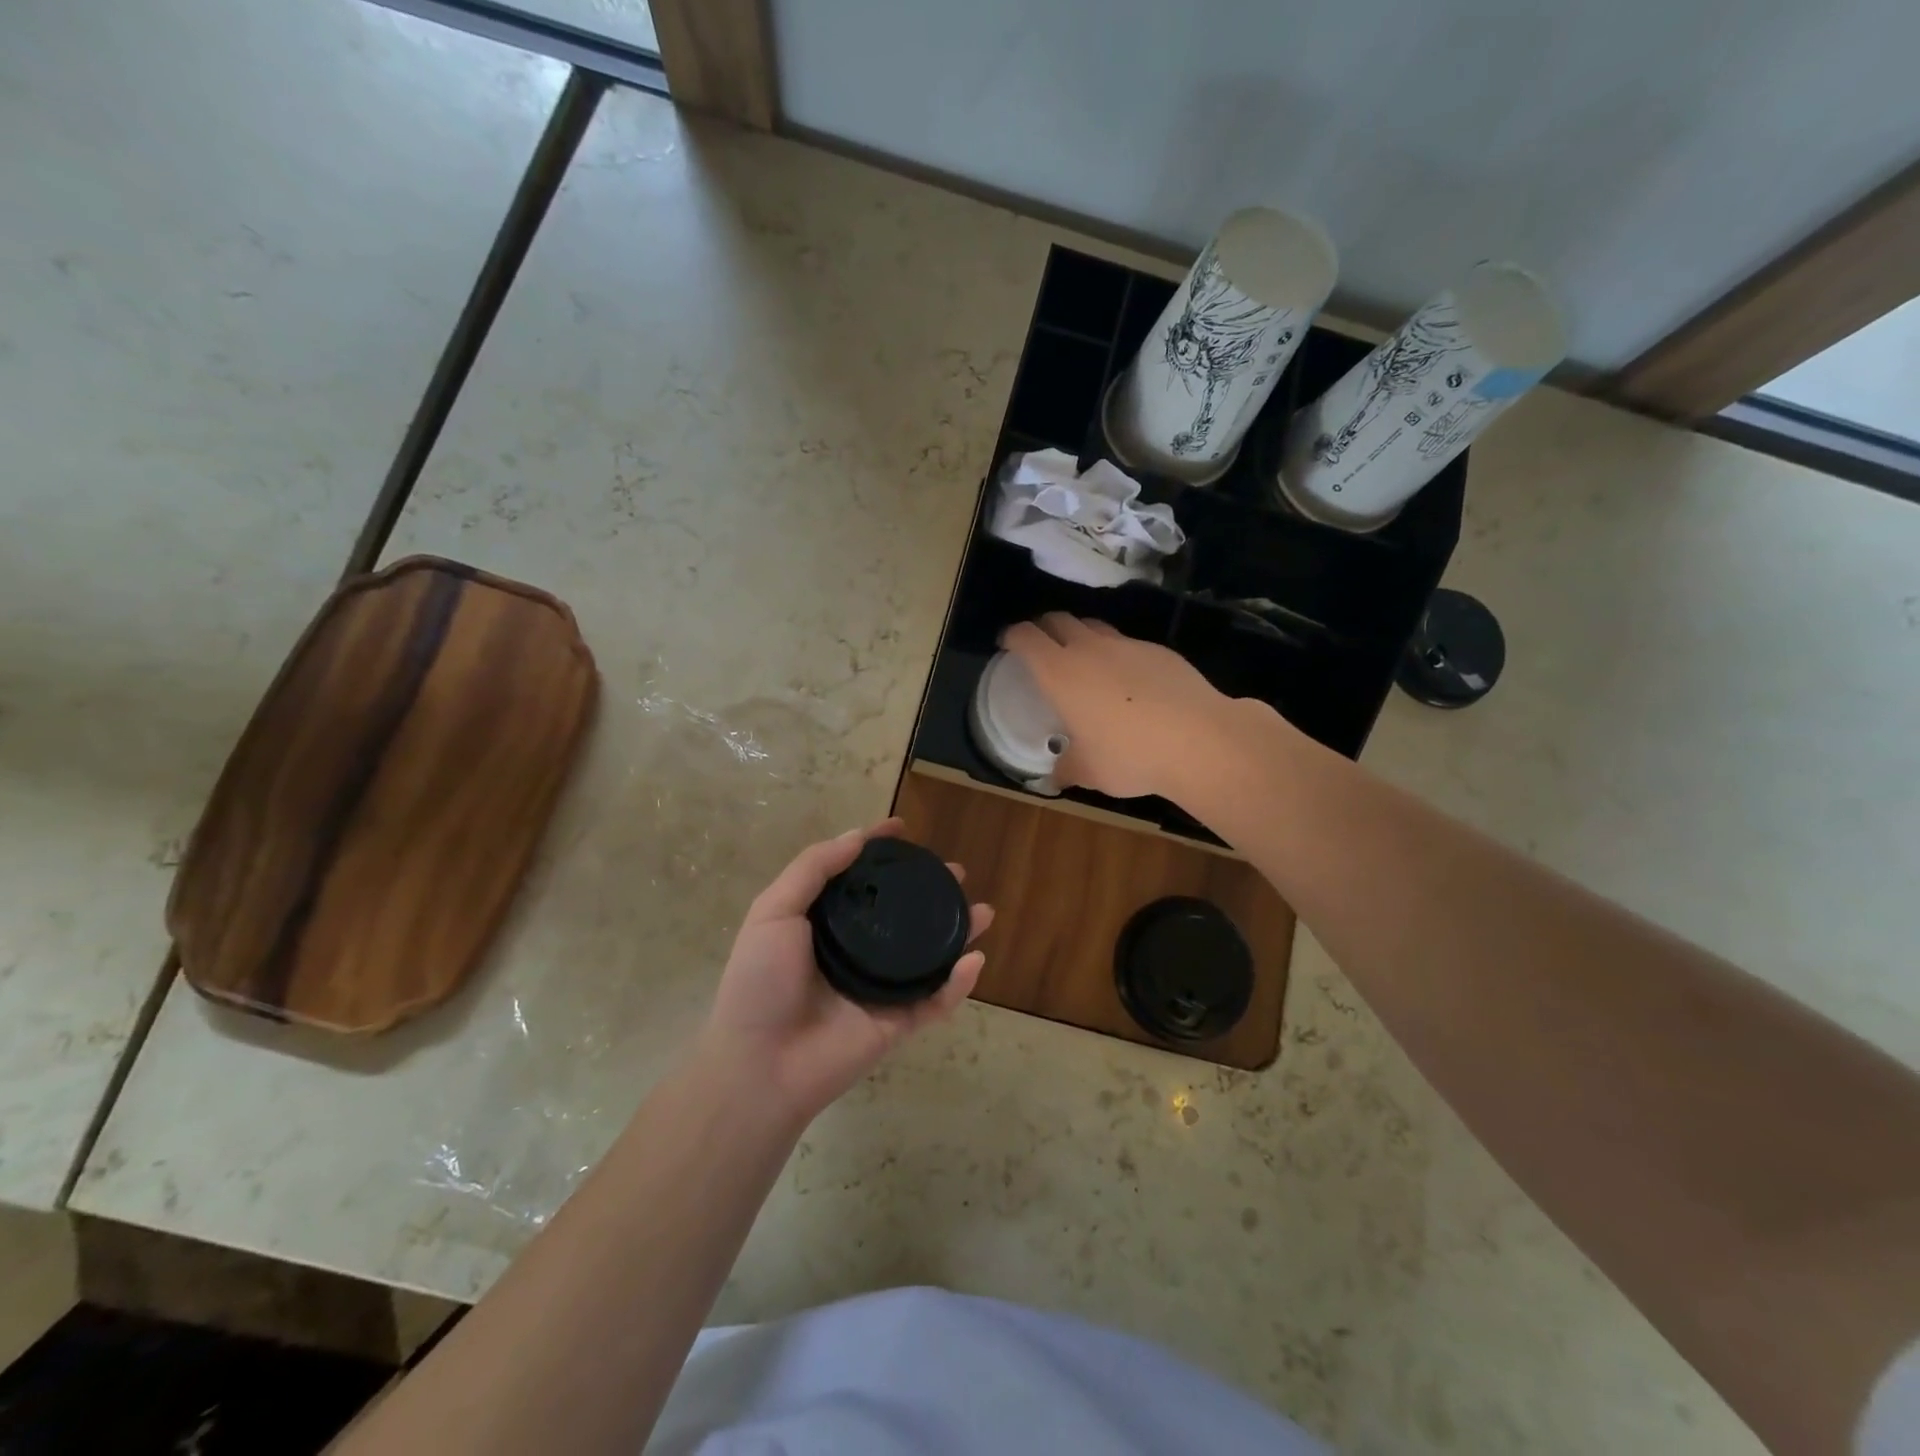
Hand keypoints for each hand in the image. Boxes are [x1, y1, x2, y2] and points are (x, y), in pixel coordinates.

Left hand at [699, 819, 991, 1123]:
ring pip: (928, 955)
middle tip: (954, 873)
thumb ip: (813, 869)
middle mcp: (855, 950)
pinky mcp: (896, 1023)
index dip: (879, 852)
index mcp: (825, 924)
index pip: (859, 879)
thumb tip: (857, 836)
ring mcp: (879, 988)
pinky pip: (935, 1001)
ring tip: (982, 911)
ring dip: (957, 932)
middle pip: (902, 914)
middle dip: (930, 891)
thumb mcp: (773, 912)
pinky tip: (974, 960)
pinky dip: (958, 984)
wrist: (759, 1063)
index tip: (902, 828)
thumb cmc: (760, 981)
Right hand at [1000, 612, 1239, 801]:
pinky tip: (1128, 680)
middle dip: (1043, 628)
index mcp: (1060, 673)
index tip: (1007, 643)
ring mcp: (1127, 646)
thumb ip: (1066, 768)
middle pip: (1058, 620)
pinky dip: (1117, 653)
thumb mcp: (1089, 772)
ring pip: (1094, 627)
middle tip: (1041, 646)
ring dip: (1080, 635)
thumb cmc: (1129, 756)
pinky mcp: (1159, 651)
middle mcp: (1089, 649)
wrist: (1199, 740)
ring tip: (1083, 659)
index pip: (1026, 637)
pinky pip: (1127, 644)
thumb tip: (1054, 777)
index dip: (1012, 635)